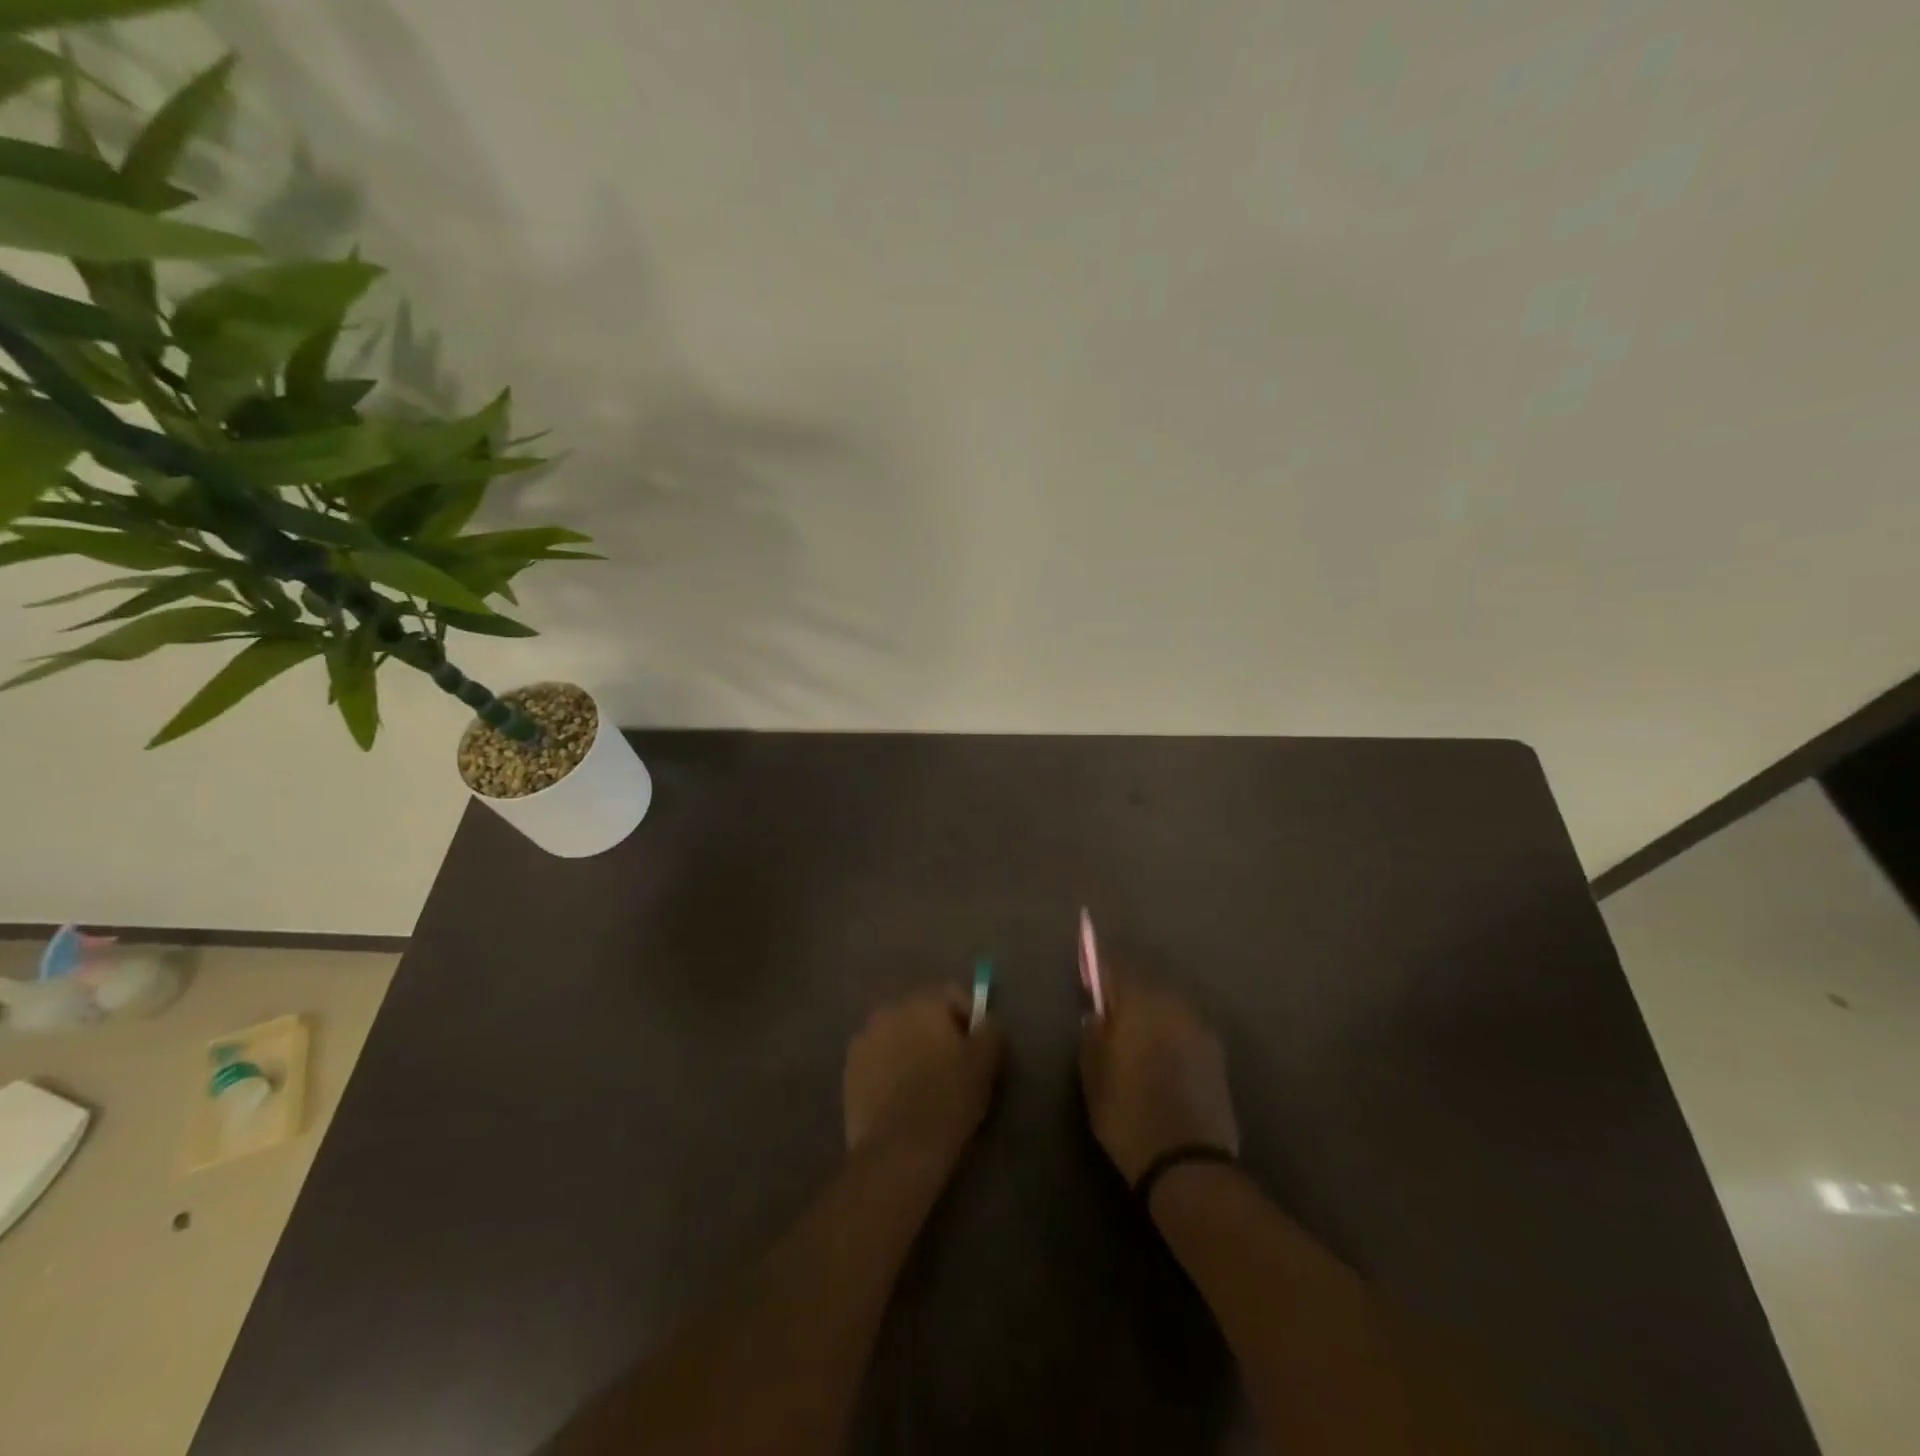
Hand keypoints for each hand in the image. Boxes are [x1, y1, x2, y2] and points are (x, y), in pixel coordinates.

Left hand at [844, 987, 1003, 1164]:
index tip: (978, 1047)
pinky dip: (891, 1069)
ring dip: (913, 1048)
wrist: (897, 1150)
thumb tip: (986, 1022)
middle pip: (922, 1012)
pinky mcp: (849, 1070)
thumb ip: (991, 1030)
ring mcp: (864, 1039)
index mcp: (922, 1002)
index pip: (952, 994)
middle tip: (954, 1066)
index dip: (970, 1017)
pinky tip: (902, 1097)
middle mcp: (889, 1010)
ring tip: (926, 1084)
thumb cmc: (947, 1099)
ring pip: (898, 1035)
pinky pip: (879, 1059)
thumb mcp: (985, 1062)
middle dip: (938, 1032)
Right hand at [1081, 973, 1239, 1183]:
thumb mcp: (1093, 1075)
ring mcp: (1199, 1026)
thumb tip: (1098, 1015)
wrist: (1188, 1163)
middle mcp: (1172, 1003)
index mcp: (1138, 1002)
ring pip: (1168, 1002)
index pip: (1115, 966)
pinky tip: (1161, 1052)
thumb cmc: (1128, 1114)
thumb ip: (1092, 1035)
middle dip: (1126, 988)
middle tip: (1110, 1008)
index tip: (1087, 978)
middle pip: (1145, 980)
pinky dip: (1170, 1029)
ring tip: (1136, 1032)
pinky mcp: (1217, 1051)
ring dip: (1151, 1008)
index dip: (1098, 968)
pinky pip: (1185, 1025)